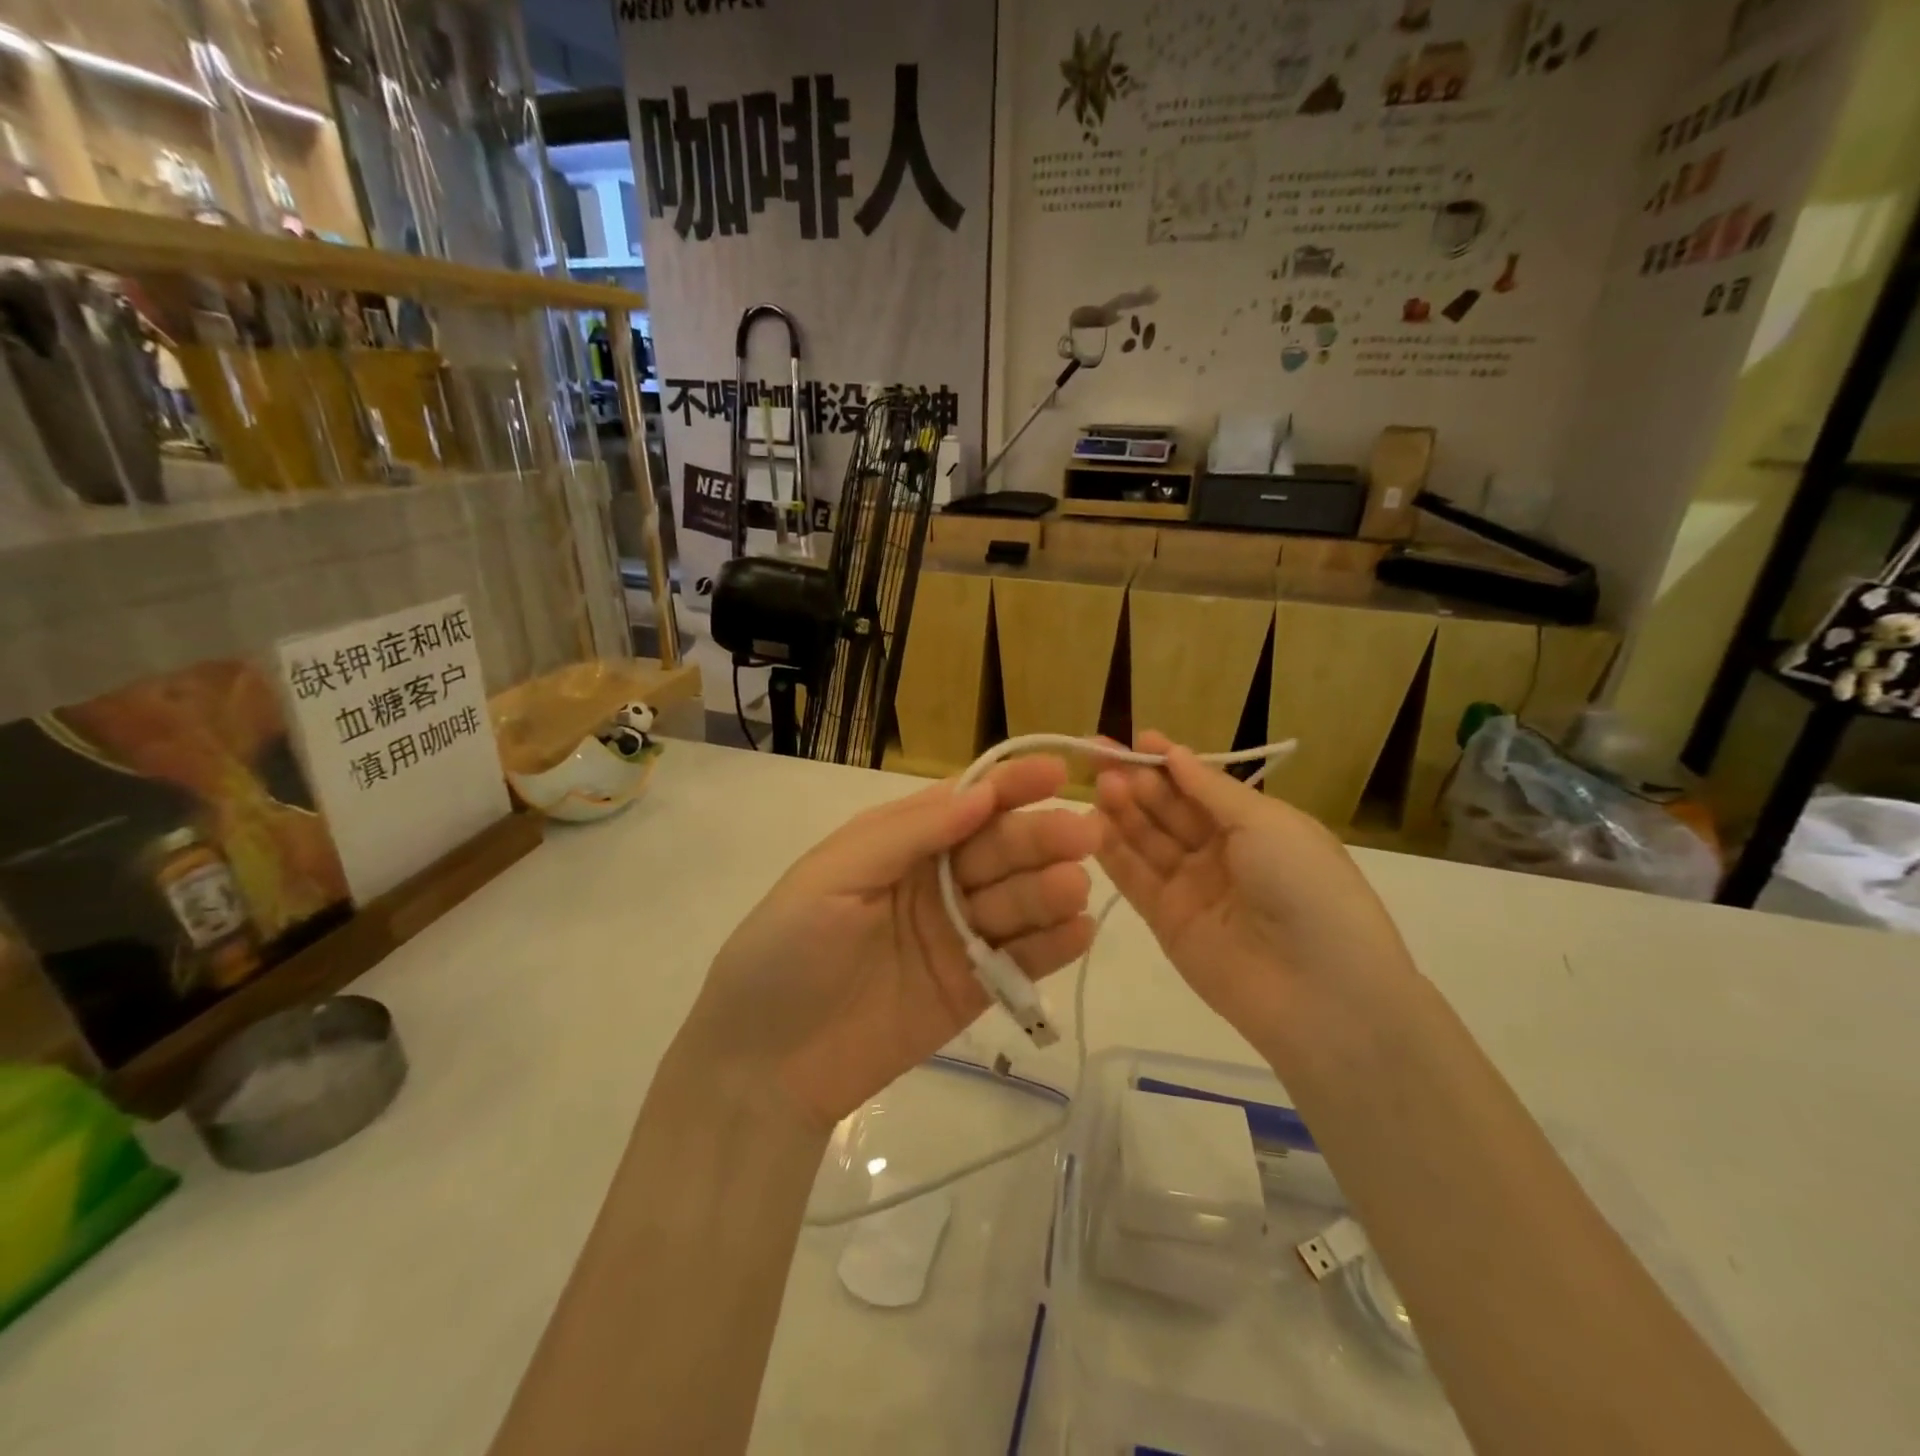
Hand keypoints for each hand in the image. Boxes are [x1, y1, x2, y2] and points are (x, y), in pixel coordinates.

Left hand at [683, 756, 1100, 1128]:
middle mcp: (936, 880)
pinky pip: (1019, 960)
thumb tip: (981, 794)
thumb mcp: (834, 875)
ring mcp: (958, 934)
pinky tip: (1078, 932)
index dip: (1010, 785)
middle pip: (999, 849)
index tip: (1057, 773)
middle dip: (1039, 837)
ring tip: (1074, 886)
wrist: (764, 1063)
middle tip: (1083, 835)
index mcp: (900, 842)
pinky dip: (1051, 946)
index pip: (965, 803)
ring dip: (1049, 889)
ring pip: (1016, 901)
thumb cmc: (786, 949)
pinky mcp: (972, 988)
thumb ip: (908, 834)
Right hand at [1094, 732, 1417, 1060]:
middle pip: (1169, 809)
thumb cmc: (1306, 889)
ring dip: (1123, 810)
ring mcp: (1192, 887)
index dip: (1169, 761)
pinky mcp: (1167, 921)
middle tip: (1103, 758)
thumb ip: (1211, 790)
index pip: (1201, 785)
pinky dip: (1112, 853)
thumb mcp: (1268, 824)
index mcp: (1256, 824)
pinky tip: (1090, 825)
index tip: (1135, 738)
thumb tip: (1174, 754)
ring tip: (1099, 785)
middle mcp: (1222, 852)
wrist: (1322, 993)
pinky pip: (1135, 879)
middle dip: (1139, 781)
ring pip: (1147, 840)